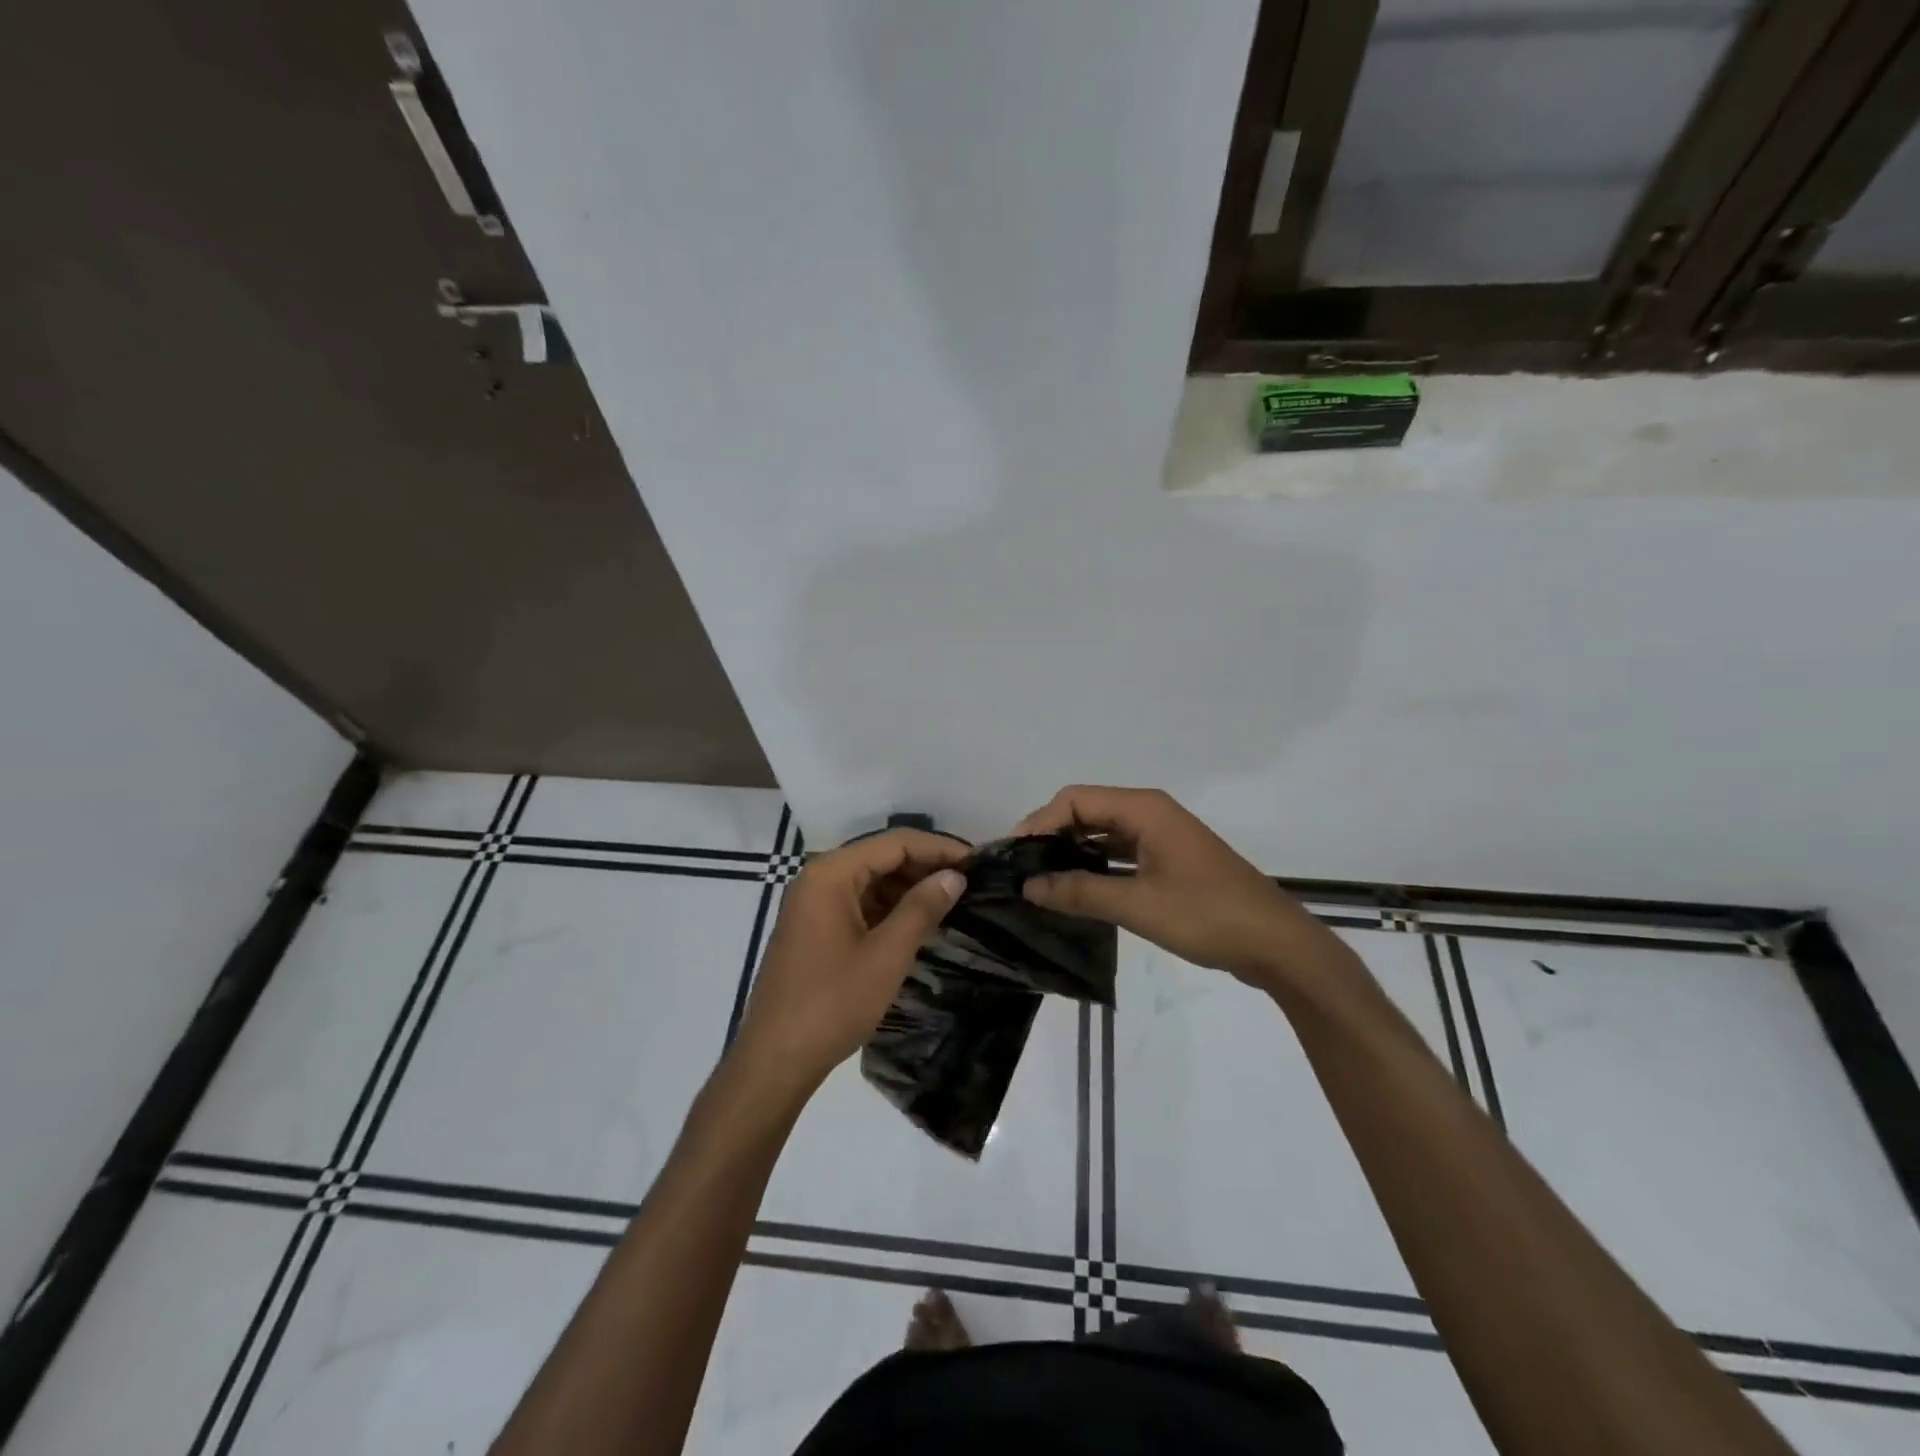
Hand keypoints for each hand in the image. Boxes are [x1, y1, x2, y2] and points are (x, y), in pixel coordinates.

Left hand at [731, 828, 967, 1097]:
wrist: (775, 1059)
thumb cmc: (833, 1003)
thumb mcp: (886, 955)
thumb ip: (922, 909)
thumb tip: (955, 876)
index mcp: (831, 874)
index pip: (894, 843)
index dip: (938, 848)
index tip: (978, 862)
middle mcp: (818, 879)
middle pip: (881, 858)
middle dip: (925, 867)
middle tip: (970, 883)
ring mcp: (813, 905)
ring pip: (871, 882)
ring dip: (909, 889)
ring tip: (952, 903)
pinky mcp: (814, 930)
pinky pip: (859, 904)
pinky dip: (889, 909)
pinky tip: (919, 924)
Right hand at [1016, 785, 1321, 989]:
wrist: (1276, 944)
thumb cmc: (1207, 916)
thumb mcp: (1138, 905)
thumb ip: (1080, 892)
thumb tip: (1029, 887)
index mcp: (1145, 809)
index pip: (1075, 800)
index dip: (1039, 822)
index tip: (1013, 856)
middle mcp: (1151, 813)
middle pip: (1087, 811)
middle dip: (1051, 835)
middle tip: (1021, 869)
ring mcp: (1162, 837)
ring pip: (1103, 832)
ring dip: (1073, 851)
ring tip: (1040, 879)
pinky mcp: (1170, 860)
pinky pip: (1121, 852)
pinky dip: (1096, 865)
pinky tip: (1076, 888)